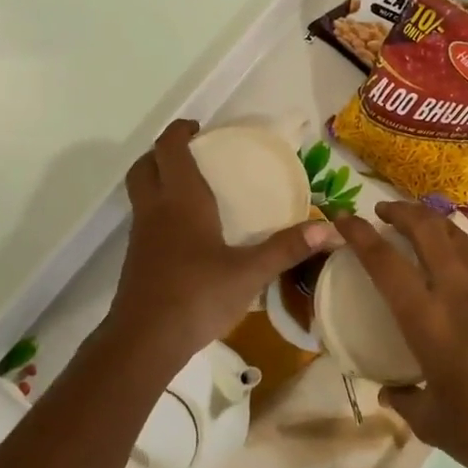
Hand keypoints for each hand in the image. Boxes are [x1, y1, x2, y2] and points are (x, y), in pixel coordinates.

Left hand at [108, 120, 337, 365]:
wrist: (145, 340)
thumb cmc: (197, 296)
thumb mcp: (249, 273)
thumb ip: (286, 248)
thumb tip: (330, 229)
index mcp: (180, 201)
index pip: (170, 149)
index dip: (180, 131)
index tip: (198, 127)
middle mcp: (155, 210)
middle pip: (145, 165)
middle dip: (163, 152)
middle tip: (192, 154)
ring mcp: (141, 236)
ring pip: (142, 193)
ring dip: (159, 180)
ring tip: (194, 190)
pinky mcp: (137, 259)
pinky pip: (145, 219)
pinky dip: (161, 211)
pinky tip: (188, 234)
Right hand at [337, 201, 467, 467]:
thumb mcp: (431, 424)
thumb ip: (404, 400)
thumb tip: (390, 391)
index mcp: (429, 321)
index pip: (385, 262)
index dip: (359, 234)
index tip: (342, 218)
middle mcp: (460, 293)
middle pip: (428, 228)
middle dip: (401, 210)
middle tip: (383, 212)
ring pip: (460, 237)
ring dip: (433, 224)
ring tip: (418, 229)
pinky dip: (460, 252)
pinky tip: (458, 274)